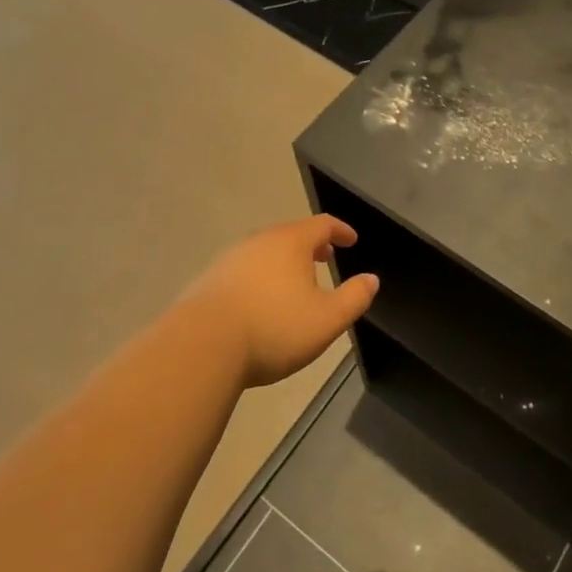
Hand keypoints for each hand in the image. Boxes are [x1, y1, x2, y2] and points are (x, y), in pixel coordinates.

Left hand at [183, 216, 377, 387]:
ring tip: (293, 283)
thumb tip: (371, 279)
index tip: (351, 240)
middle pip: (291, 234)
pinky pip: (243, 271)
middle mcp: (260, 241)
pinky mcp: (208, 281)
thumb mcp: (327, 320)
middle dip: (311, 245)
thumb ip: (354, 298)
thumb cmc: (274, 328)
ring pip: (265, 252)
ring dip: (283, 262)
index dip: (340, 230)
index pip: (322, 224)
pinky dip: (259, 278)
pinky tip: (259, 303)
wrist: (200, 347)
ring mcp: (230, 259)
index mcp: (291, 242)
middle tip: (325, 258)